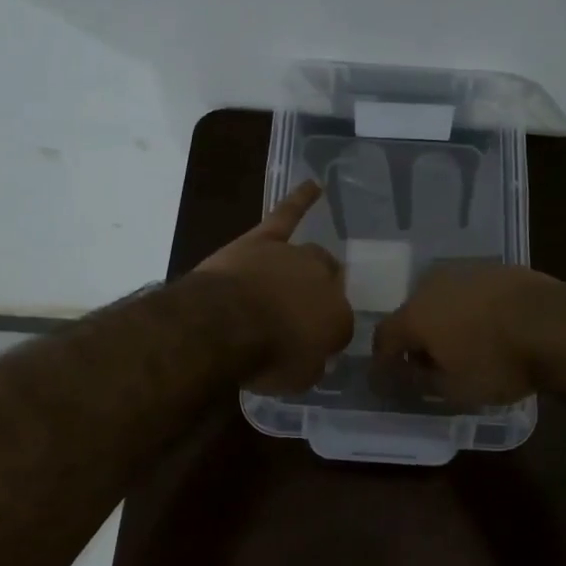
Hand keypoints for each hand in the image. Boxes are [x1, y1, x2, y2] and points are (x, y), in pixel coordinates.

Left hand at [196, 180, 353, 392]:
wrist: (224, 325)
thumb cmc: (264, 358)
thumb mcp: (296, 379)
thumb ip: (310, 365)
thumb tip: (312, 357)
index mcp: (338, 319)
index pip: (340, 325)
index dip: (325, 337)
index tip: (310, 348)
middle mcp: (323, 281)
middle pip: (330, 284)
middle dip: (320, 297)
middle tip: (302, 314)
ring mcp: (293, 256)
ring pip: (311, 256)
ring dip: (307, 268)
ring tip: (301, 277)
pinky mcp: (264, 239)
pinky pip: (286, 215)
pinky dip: (300, 200)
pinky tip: (314, 186)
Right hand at [372, 263, 561, 406]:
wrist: (556, 325)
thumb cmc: (498, 363)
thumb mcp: (454, 389)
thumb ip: (420, 382)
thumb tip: (402, 375)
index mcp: (415, 315)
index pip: (384, 337)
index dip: (383, 359)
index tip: (389, 377)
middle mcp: (432, 286)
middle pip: (413, 314)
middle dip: (416, 339)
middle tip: (429, 364)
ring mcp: (466, 272)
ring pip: (443, 299)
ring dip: (445, 321)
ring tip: (463, 345)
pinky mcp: (496, 269)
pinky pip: (472, 293)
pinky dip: (472, 310)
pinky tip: (490, 327)